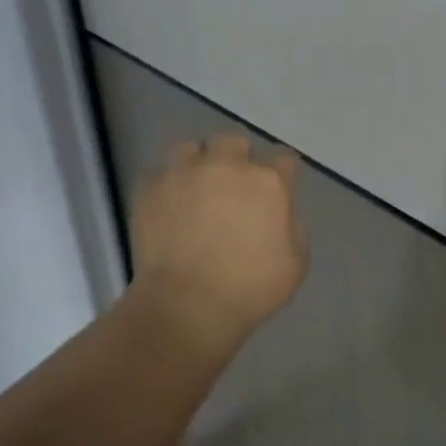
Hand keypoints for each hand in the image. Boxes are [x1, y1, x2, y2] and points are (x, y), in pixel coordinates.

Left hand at [130, 132, 307, 348]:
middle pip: (235, 141)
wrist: (186, 304)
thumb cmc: (249, 289)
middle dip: (238, 158)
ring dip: (199, 163)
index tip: (278, 187)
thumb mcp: (295, 264)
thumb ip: (293, 228)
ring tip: (196, 189)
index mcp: (268, 183)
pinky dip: (168, 185)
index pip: (283, 159)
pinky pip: (161, 172)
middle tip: (234, 187)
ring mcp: (184, 172)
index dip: (282, 172)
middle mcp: (226, 165)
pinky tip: (170, 206)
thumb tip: (280, 213)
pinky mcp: (150, 187)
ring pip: (193, 148)